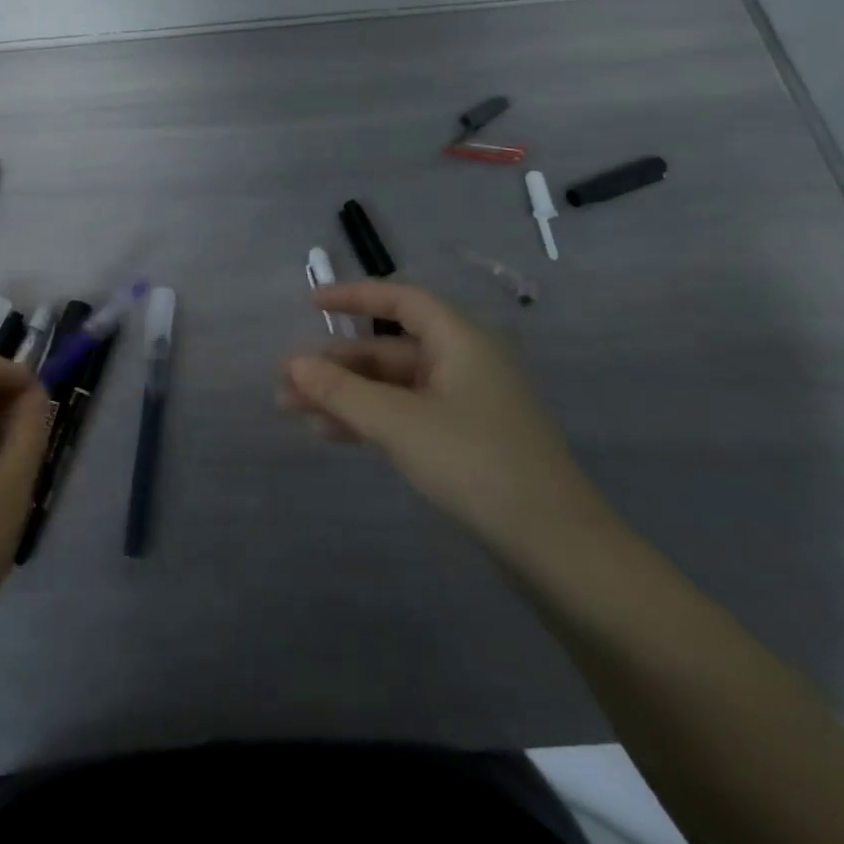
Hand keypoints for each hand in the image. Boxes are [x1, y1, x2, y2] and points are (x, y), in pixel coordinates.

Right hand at [280, 281, 608, 553]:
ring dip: (344, 395)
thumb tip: (292, 364)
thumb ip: (341, 391)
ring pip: (391, 386)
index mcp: (461, 341)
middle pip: (388, 350)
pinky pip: (404, 415)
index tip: (311, 304)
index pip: (402, 301)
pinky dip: (368, 419)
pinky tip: (330, 434)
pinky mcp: (463, 441)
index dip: (355, 297)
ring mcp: (465, 404)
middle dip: (336, 365)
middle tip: (287, 383)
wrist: (555, 547)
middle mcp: (464, 363)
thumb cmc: (475, 463)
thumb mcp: (398, 423)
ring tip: (293, 411)